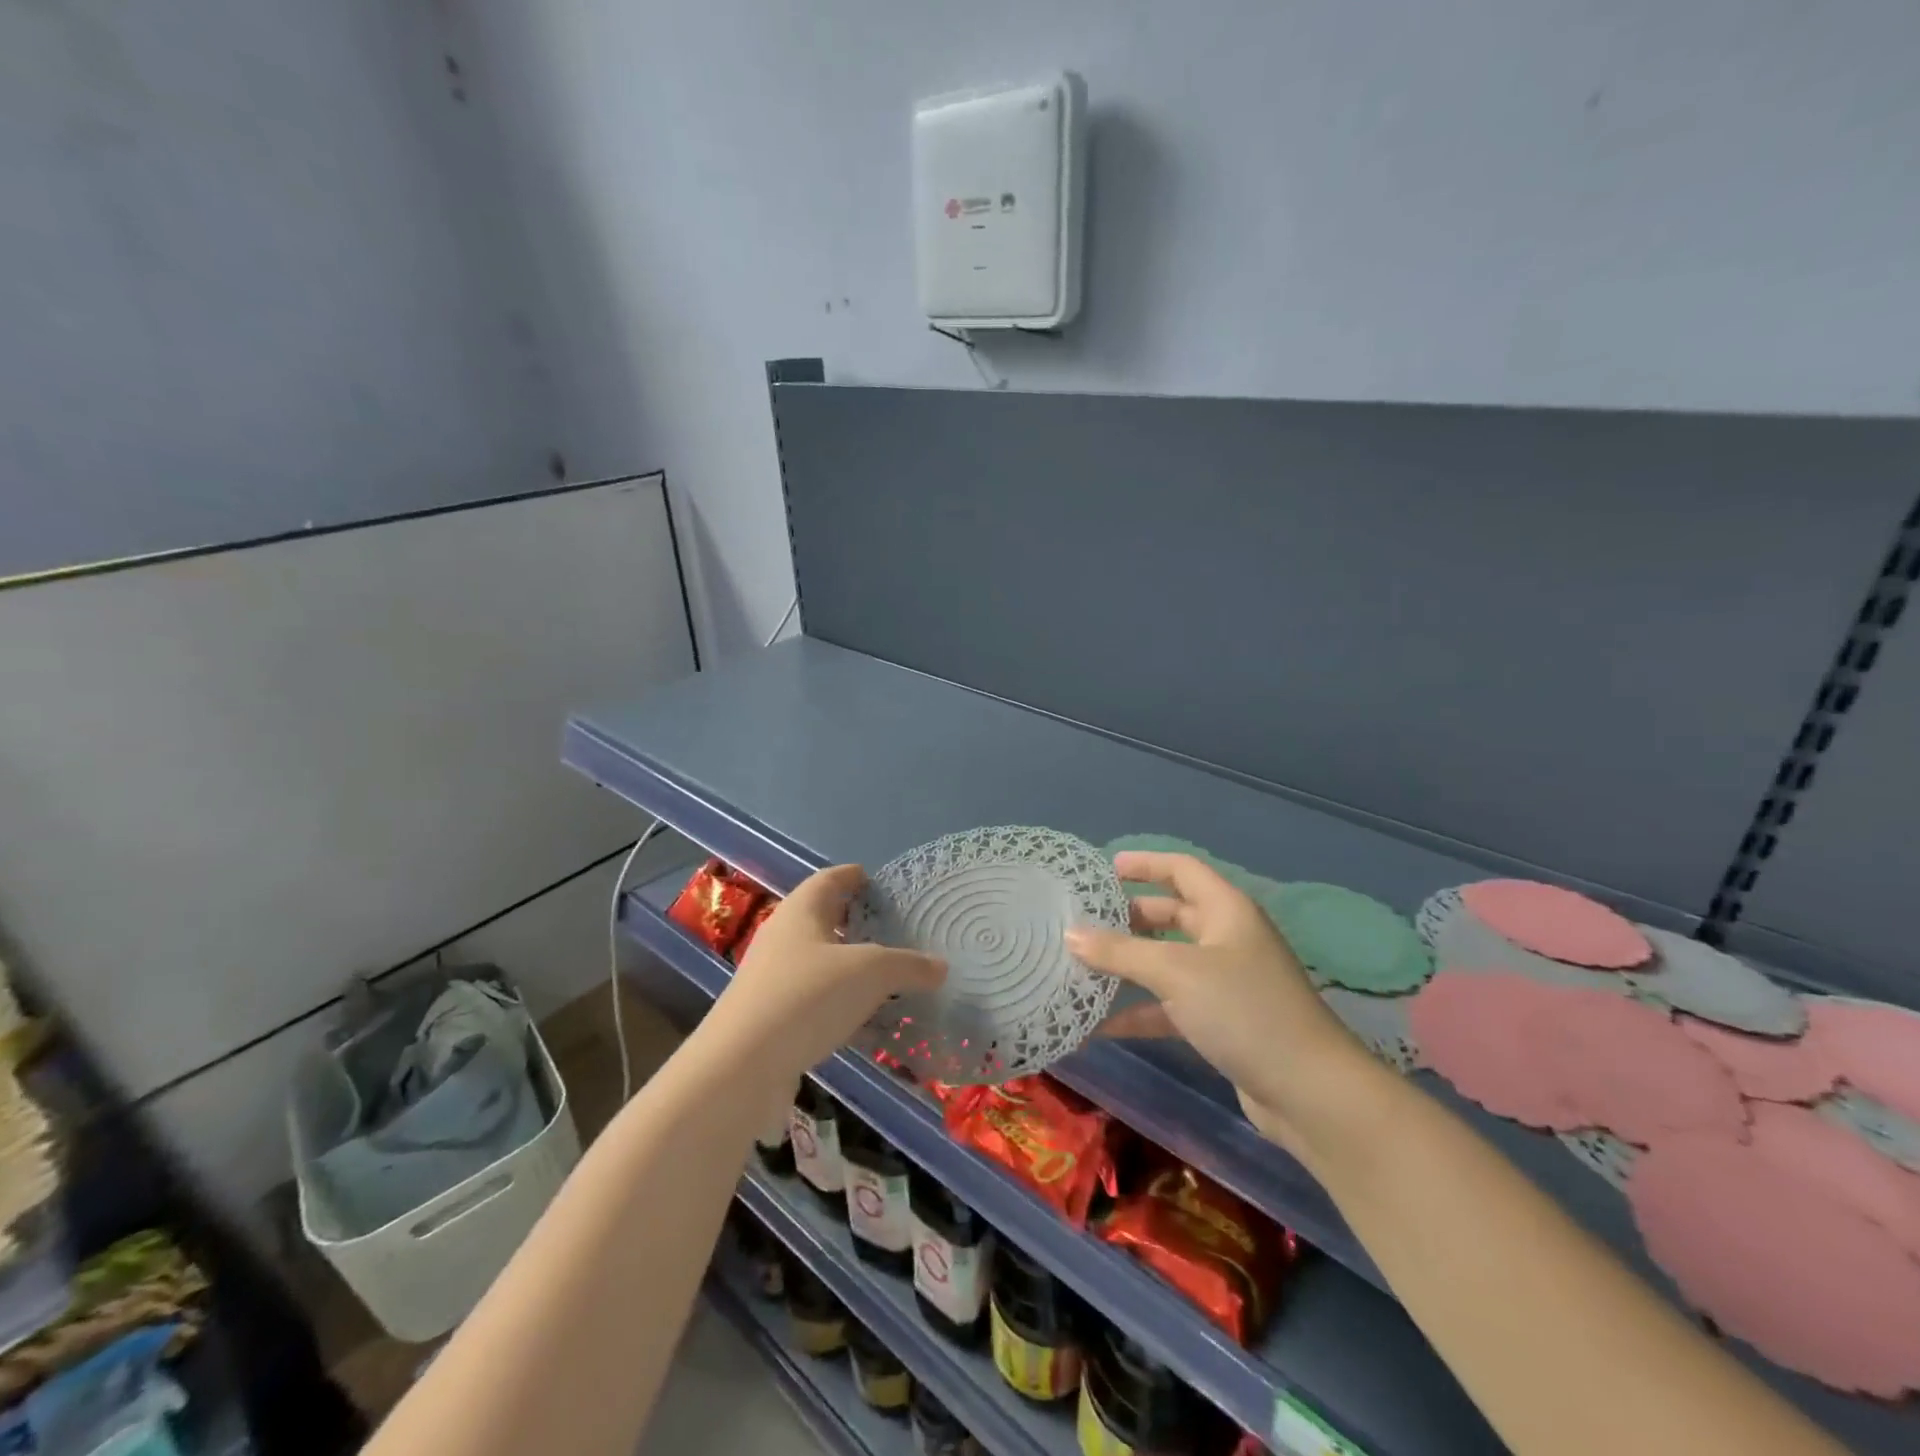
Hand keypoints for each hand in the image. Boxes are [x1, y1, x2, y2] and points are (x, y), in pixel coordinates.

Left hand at [715, 864, 945, 1084]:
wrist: (740, 1068)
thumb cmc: (807, 997)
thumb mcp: (870, 973)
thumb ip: (908, 965)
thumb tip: (940, 966)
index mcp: (801, 911)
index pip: (830, 879)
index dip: (855, 876)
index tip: (879, 882)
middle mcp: (783, 938)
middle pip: (825, 921)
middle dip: (858, 924)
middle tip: (896, 931)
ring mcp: (773, 980)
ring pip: (822, 964)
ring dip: (853, 969)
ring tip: (891, 979)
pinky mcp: (772, 1019)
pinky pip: (816, 1002)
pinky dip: (843, 1005)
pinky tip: (869, 1024)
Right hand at [1068, 851, 1369, 1153]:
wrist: (1308, 1092)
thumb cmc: (1243, 1010)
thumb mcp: (1175, 972)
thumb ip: (1120, 951)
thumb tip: (1070, 933)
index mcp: (1226, 911)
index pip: (1181, 869)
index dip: (1144, 864)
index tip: (1104, 870)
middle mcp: (1227, 939)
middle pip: (1171, 915)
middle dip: (1129, 918)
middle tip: (1085, 923)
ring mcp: (1226, 982)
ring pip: (1167, 962)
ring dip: (1129, 966)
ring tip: (1082, 968)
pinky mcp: (1222, 1022)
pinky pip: (1171, 1005)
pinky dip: (1139, 1011)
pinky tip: (1100, 1025)